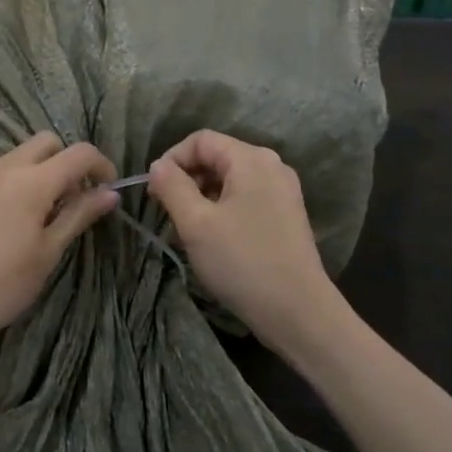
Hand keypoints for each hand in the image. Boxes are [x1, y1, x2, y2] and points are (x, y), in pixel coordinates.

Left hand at [0, 132, 118, 355]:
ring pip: (11, 155)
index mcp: (34, 181)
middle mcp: (3, 167)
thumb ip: (78, 216)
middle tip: (70, 199)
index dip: (101, 165)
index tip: (107, 190)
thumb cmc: (1, 285)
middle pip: (45, 143)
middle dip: (65, 162)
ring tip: (29, 209)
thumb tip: (110, 193)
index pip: (80, 154)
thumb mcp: (48, 253)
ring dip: (30, 171)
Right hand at [148, 130, 339, 353]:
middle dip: (187, 179)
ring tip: (188, 229)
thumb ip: (172, 187)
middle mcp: (272, 166)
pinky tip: (214, 238)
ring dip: (203, 196)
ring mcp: (283, 190)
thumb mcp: (195, 223)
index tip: (154, 193)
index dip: (172, 159)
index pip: (200, 140)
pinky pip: (246, 197)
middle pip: (217, 157)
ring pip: (231, 179)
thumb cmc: (242, 261)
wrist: (297, 310)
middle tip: (167, 212)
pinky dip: (223, 208)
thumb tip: (158, 166)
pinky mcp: (287, 214)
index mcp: (251, 160)